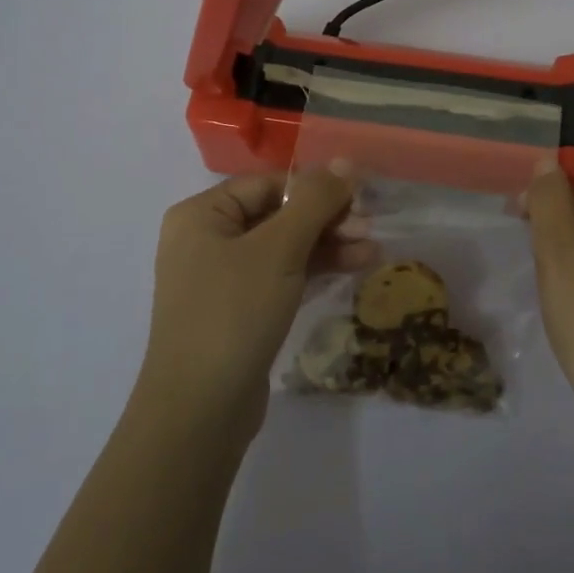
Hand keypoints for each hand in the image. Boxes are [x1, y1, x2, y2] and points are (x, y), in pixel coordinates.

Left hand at [138, 168, 373, 447]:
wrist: (200, 410)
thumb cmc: (234, 313)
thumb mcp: (279, 249)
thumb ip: (314, 201)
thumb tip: (344, 162)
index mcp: (202, 215)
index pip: (268, 184)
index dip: (315, 187)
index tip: (360, 198)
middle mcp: (207, 240)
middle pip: (277, 214)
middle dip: (326, 219)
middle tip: (370, 228)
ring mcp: (222, 279)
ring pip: (284, 247)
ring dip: (328, 245)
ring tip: (373, 251)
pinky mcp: (239, 311)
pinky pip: (281, 277)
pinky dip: (314, 270)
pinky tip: (353, 268)